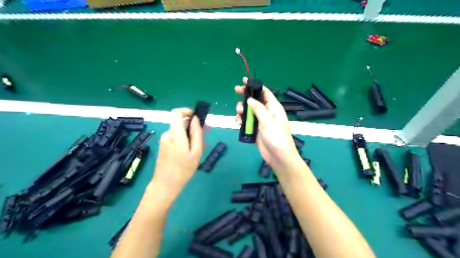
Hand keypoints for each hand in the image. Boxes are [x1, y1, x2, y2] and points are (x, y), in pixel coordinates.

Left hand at [149, 108, 201, 204]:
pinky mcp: (164, 145)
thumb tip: (196, 119)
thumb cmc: (183, 170)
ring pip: (179, 130)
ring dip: (190, 134)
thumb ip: (196, 133)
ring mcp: (164, 140)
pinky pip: (176, 137)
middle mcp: (168, 134)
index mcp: (175, 134)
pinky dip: (184, 139)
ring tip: (199, 147)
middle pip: (180, 122)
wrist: (165, 185)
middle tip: (206, 134)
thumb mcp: (196, 152)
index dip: (187, 111)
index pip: (177, 113)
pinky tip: (190, 151)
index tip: (197, 117)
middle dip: (193, 125)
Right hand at [237, 76, 298, 169]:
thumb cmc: (276, 137)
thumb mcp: (268, 121)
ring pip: (248, 111)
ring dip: (242, 110)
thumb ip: (258, 109)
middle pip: (254, 100)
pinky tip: (238, 123)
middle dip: (245, 96)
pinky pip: (246, 122)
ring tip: (239, 114)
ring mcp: (260, 121)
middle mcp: (267, 112)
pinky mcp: (255, 130)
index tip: (244, 81)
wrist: (278, 156)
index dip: (255, 86)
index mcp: (273, 107)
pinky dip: (241, 121)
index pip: (264, 92)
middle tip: (236, 91)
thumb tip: (249, 99)